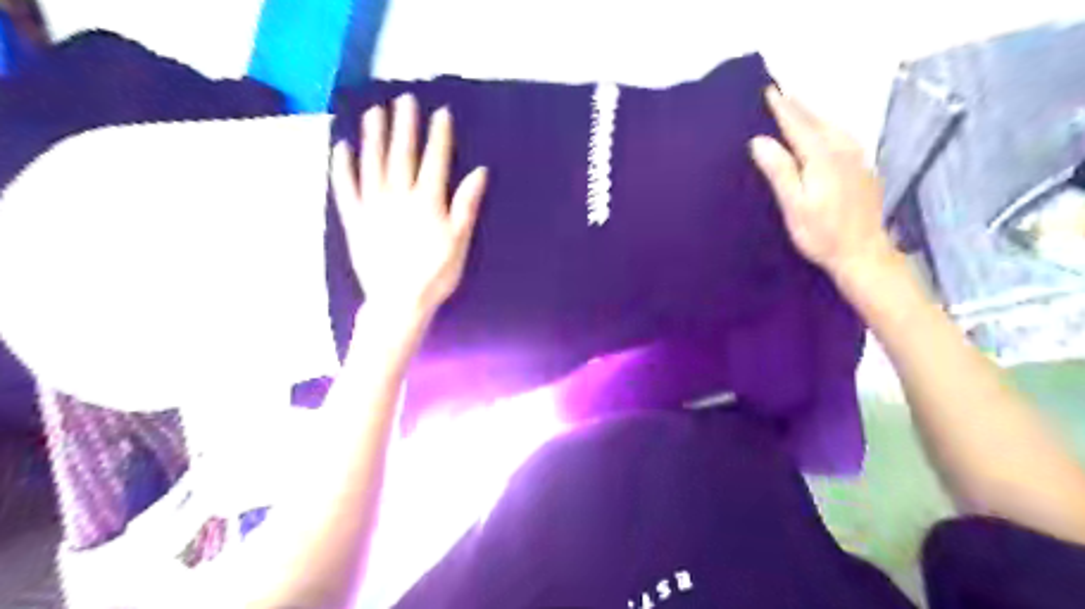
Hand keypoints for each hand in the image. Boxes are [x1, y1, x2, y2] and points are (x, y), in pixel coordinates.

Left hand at [330, 92, 485, 316]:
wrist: (399, 301)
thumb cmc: (435, 274)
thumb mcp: (459, 242)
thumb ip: (466, 205)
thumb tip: (479, 172)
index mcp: (427, 202)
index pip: (434, 160)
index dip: (438, 135)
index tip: (440, 112)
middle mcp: (398, 196)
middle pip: (402, 154)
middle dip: (405, 125)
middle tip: (404, 99)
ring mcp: (373, 206)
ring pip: (372, 163)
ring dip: (373, 136)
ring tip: (373, 112)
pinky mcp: (354, 219)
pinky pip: (345, 188)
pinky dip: (342, 167)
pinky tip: (341, 148)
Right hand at [753, 85, 893, 284]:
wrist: (863, 252)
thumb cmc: (822, 234)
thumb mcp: (794, 205)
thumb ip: (779, 171)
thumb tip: (759, 140)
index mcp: (822, 156)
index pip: (798, 124)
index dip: (782, 108)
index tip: (769, 90)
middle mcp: (843, 149)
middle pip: (817, 120)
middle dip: (798, 105)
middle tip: (781, 92)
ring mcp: (857, 158)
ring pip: (832, 126)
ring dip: (813, 114)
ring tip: (798, 107)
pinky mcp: (863, 168)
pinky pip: (842, 136)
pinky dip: (827, 127)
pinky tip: (824, 132)